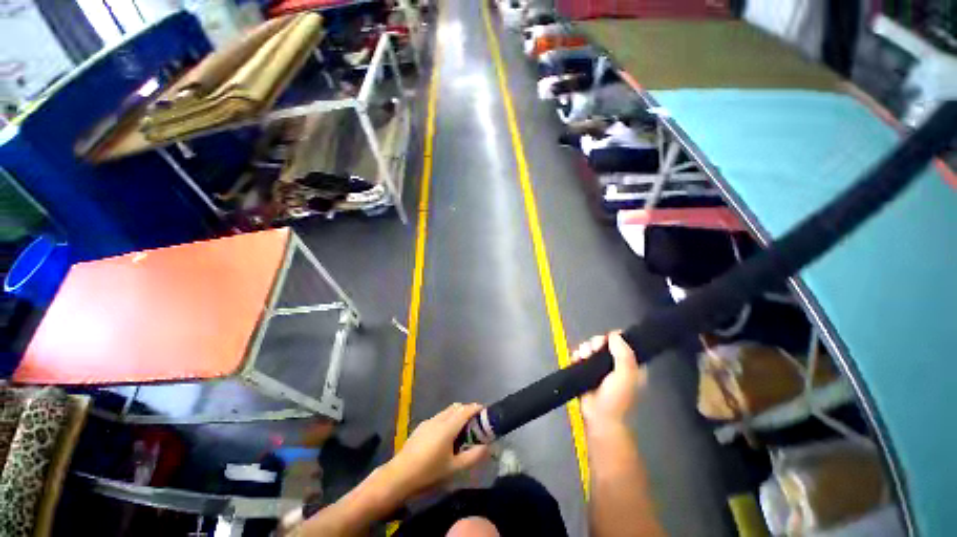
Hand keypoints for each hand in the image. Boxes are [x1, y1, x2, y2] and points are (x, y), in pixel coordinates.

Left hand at [382, 403, 490, 497]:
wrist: (399, 475)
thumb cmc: (429, 472)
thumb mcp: (454, 468)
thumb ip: (472, 456)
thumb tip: (487, 447)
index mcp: (448, 427)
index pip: (465, 410)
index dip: (476, 408)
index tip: (485, 411)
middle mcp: (439, 419)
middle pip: (456, 407)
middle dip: (467, 410)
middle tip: (476, 421)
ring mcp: (428, 421)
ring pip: (447, 411)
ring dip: (457, 414)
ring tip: (462, 428)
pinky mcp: (421, 426)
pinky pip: (439, 417)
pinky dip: (447, 419)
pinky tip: (446, 435)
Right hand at [571, 331, 645, 433]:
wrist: (599, 417)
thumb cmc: (617, 398)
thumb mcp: (627, 375)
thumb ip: (624, 353)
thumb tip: (615, 334)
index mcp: (629, 364)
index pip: (622, 342)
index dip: (614, 338)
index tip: (607, 339)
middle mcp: (614, 363)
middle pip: (603, 342)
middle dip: (596, 343)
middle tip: (593, 349)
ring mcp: (598, 367)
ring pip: (590, 347)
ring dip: (585, 349)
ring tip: (583, 356)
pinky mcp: (585, 370)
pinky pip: (579, 355)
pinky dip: (577, 355)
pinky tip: (577, 359)